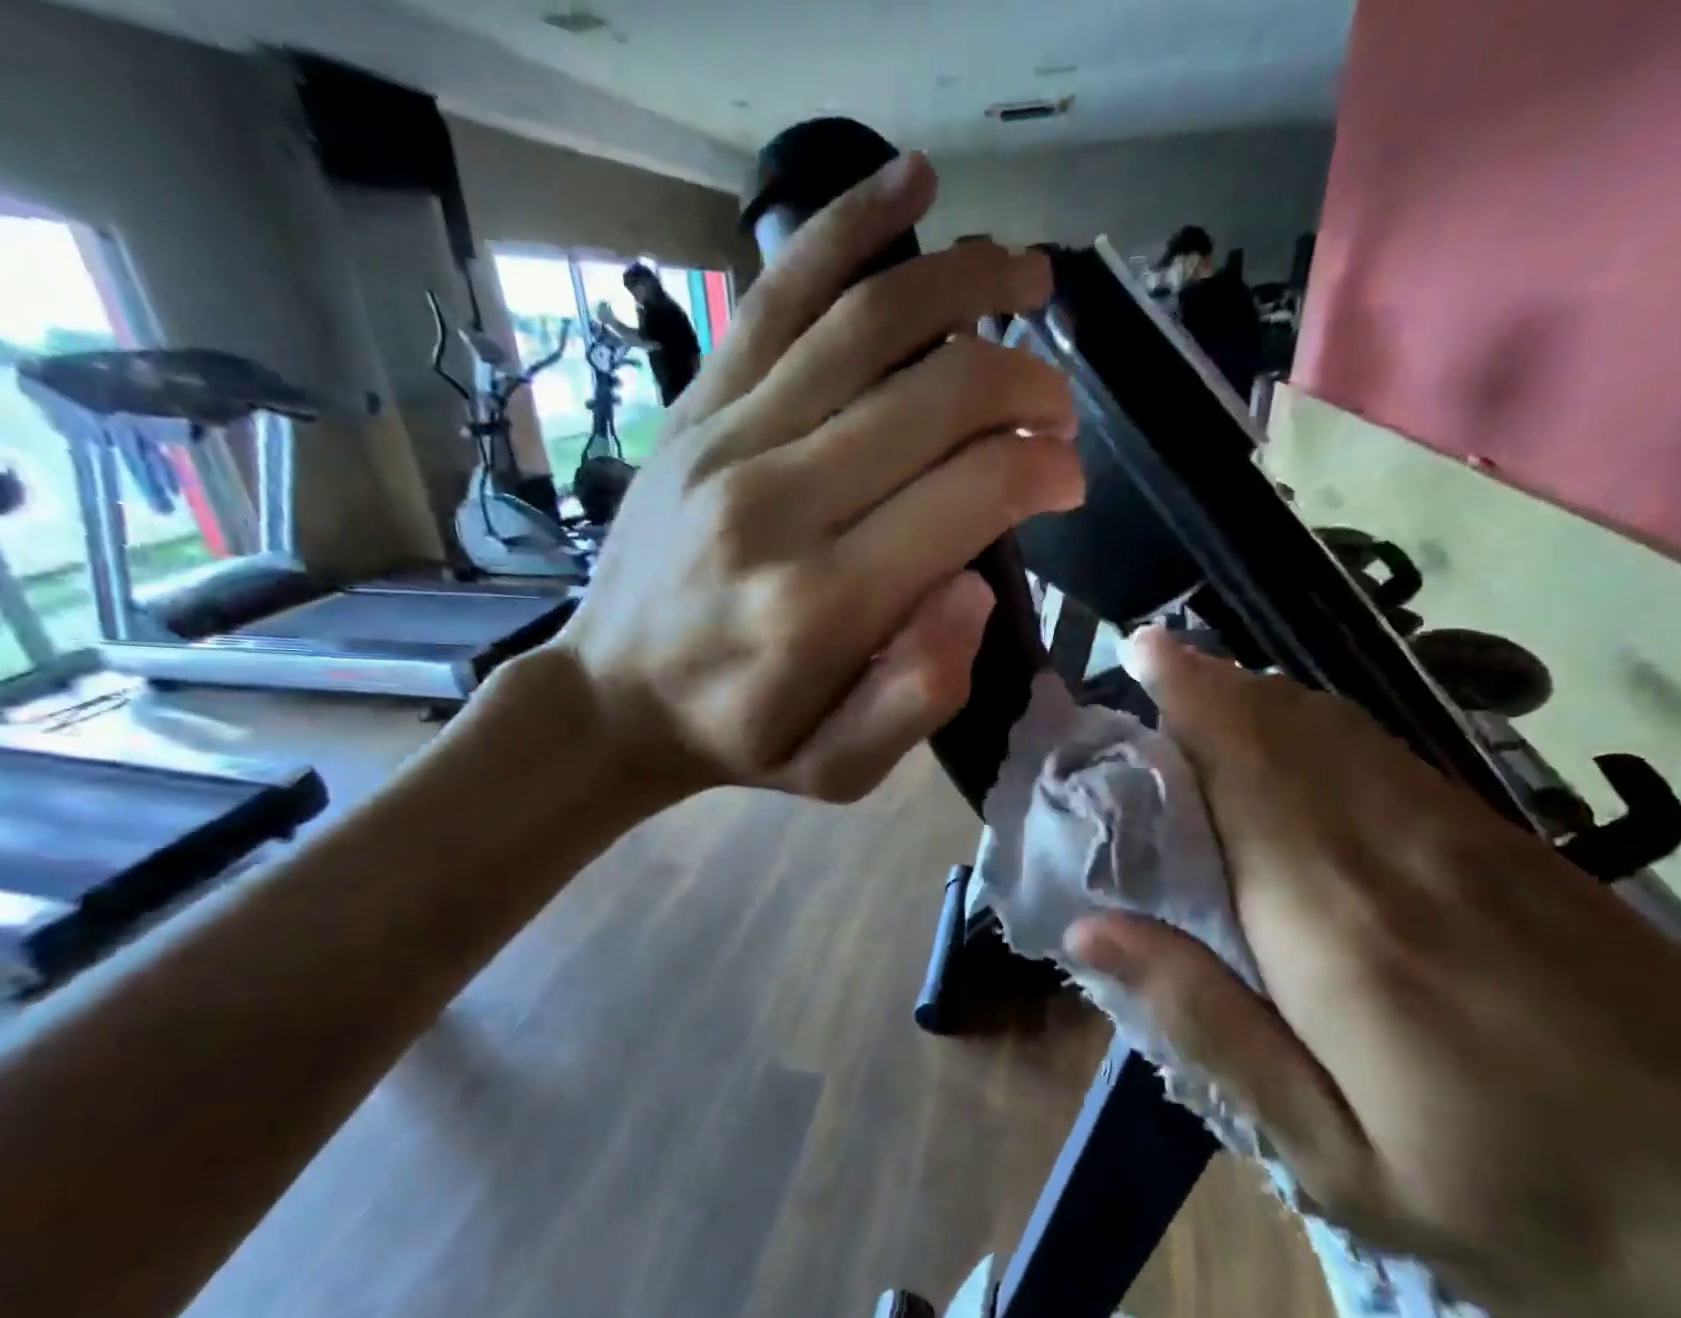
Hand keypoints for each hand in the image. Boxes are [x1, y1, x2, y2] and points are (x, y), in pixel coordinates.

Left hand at [557, 154, 1078, 804]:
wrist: (614, 697)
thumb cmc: (741, 738)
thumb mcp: (838, 770)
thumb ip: (918, 696)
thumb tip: (979, 587)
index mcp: (825, 603)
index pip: (971, 492)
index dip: (1043, 466)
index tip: (1067, 474)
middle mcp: (777, 503)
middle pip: (937, 396)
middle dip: (1025, 381)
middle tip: (1058, 400)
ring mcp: (726, 441)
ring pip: (870, 322)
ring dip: (968, 281)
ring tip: (1029, 275)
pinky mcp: (696, 410)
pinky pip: (779, 297)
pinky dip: (849, 226)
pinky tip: (911, 183)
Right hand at [1067, 628, 1680, 1317]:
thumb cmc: (1533, 1210)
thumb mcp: (1339, 1158)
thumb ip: (1207, 1026)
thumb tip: (1089, 926)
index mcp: (1333, 919)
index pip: (1237, 768)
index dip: (1186, 697)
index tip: (1135, 650)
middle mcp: (1393, 848)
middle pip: (1285, 729)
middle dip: (1210, 682)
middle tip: (1150, 657)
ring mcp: (1466, 839)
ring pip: (1339, 732)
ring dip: (1263, 695)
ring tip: (1202, 681)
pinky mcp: (1515, 851)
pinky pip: (1389, 757)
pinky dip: (1323, 727)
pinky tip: (1298, 736)